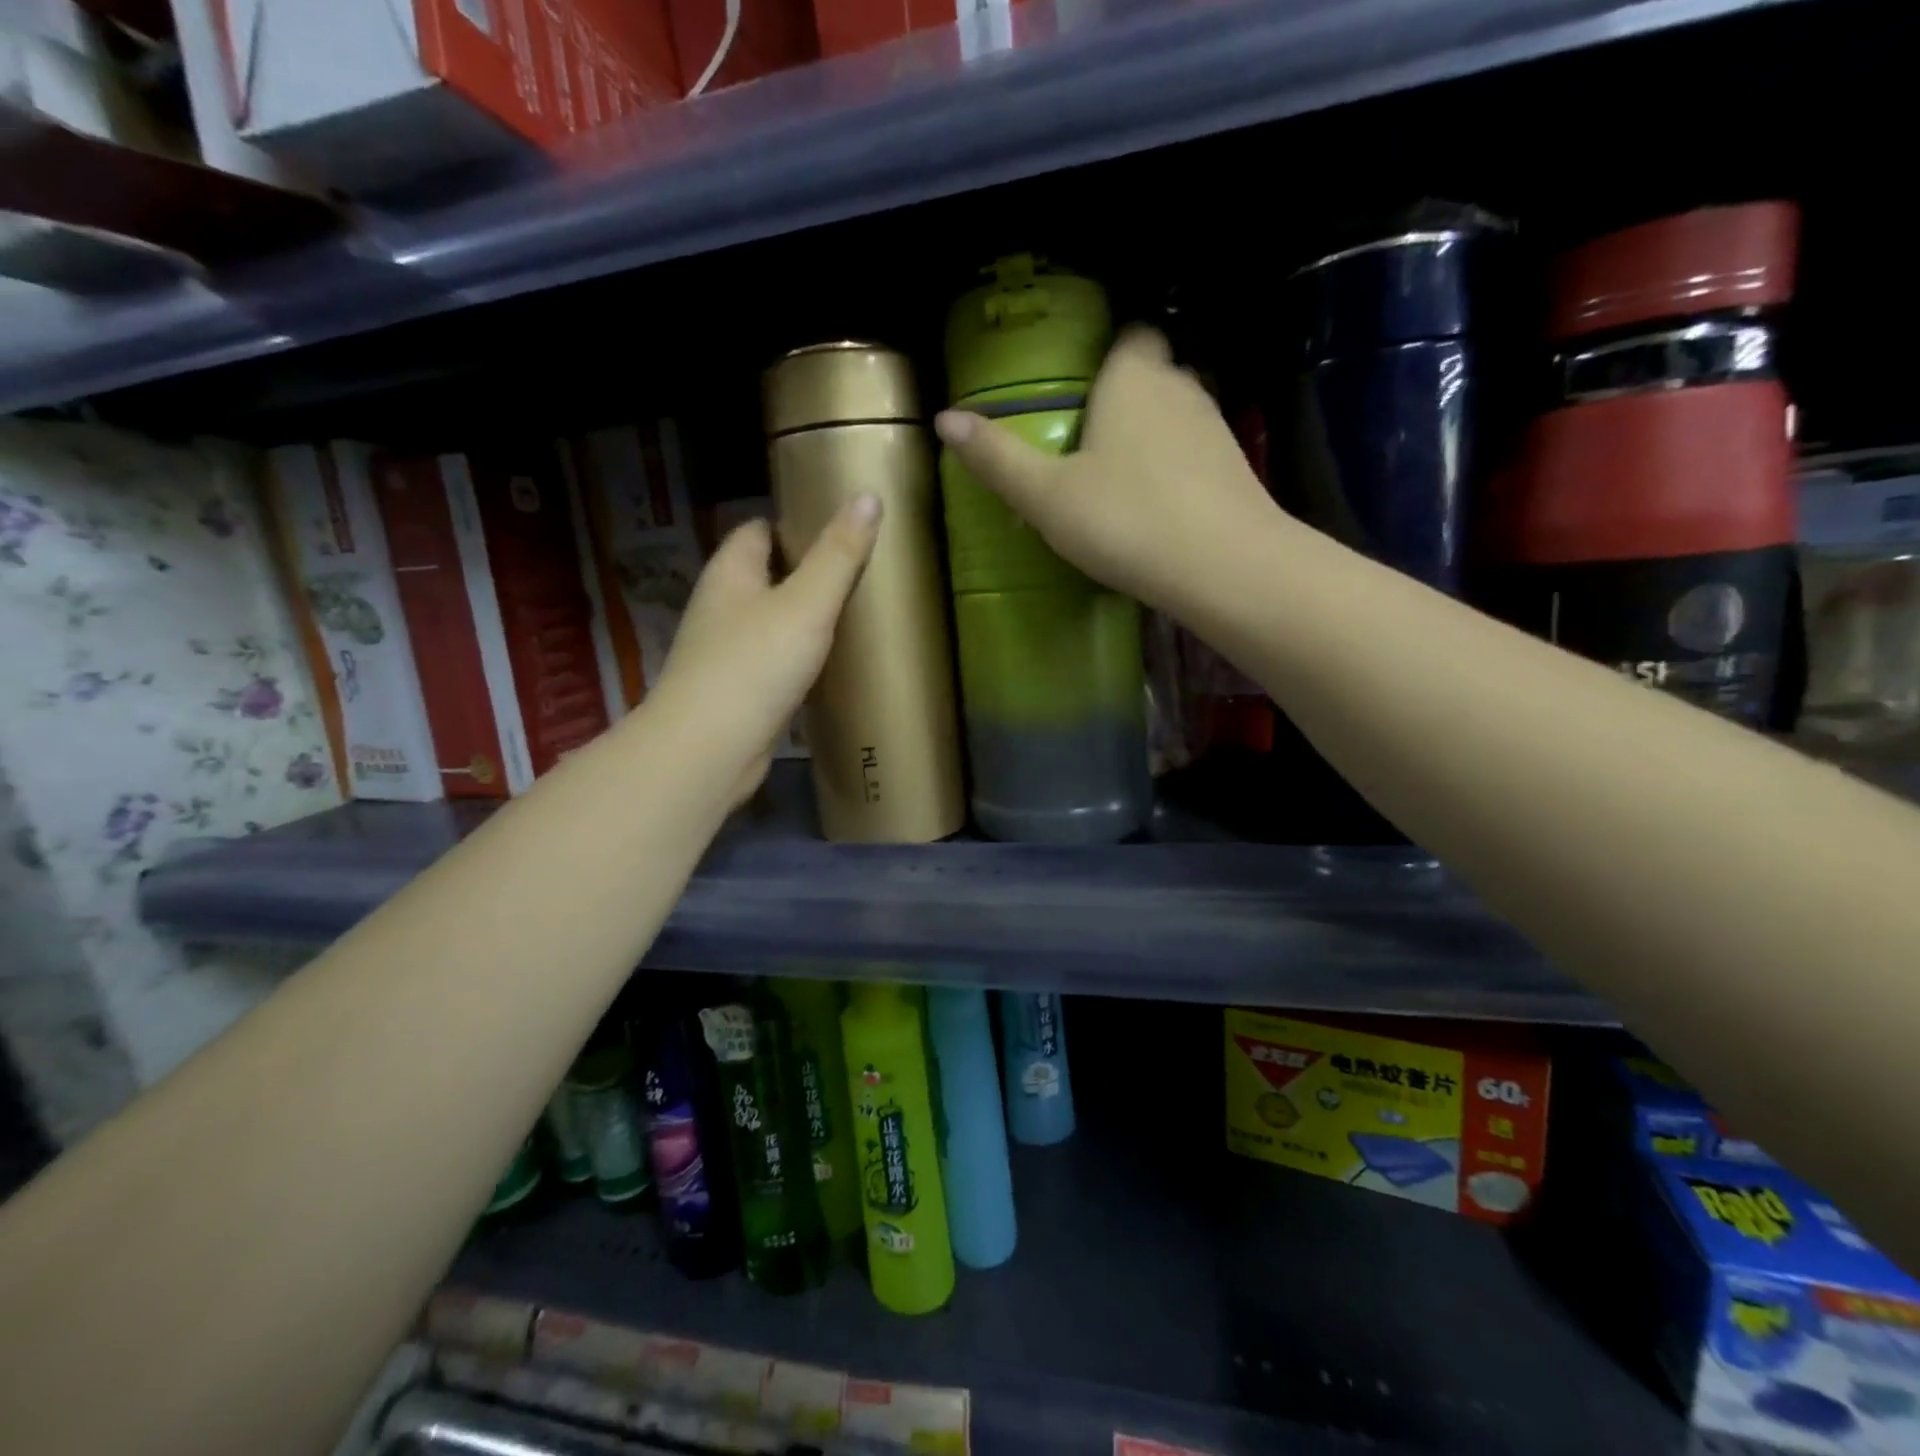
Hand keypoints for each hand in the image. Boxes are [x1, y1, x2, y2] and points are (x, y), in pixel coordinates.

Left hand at [649, 496, 879, 803]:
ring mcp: (725, 652)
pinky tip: (828, 665)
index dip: (792, 524)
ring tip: (851, 616)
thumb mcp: (806, 603)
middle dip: (804, 572)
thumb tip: (868, 497)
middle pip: (764, 576)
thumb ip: (839, 554)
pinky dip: (797, 658)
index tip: (838, 529)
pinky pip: (772, 661)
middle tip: (856, 572)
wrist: (710, 749)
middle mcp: (721, 607)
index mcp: (730, 573)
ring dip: (801, 618)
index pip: (757, 530)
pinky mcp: (736, 691)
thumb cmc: (755, 664)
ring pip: (769, 621)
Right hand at [933, 326, 1282, 614]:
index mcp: (1133, 377)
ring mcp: (1214, 427)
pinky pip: (1192, 454)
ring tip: (1113, 477)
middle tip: (1083, 437)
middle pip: (1150, 373)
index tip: (1077, 384)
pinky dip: (1171, 469)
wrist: (1223, 568)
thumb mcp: (1046, 495)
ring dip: (1147, 435)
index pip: (1128, 333)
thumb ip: (997, 457)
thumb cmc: (1125, 520)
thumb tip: (944, 418)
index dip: (1104, 351)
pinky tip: (1151, 507)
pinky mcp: (1234, 469)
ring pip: (1173, 415)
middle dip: (1121, 395)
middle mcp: (1180, 387)